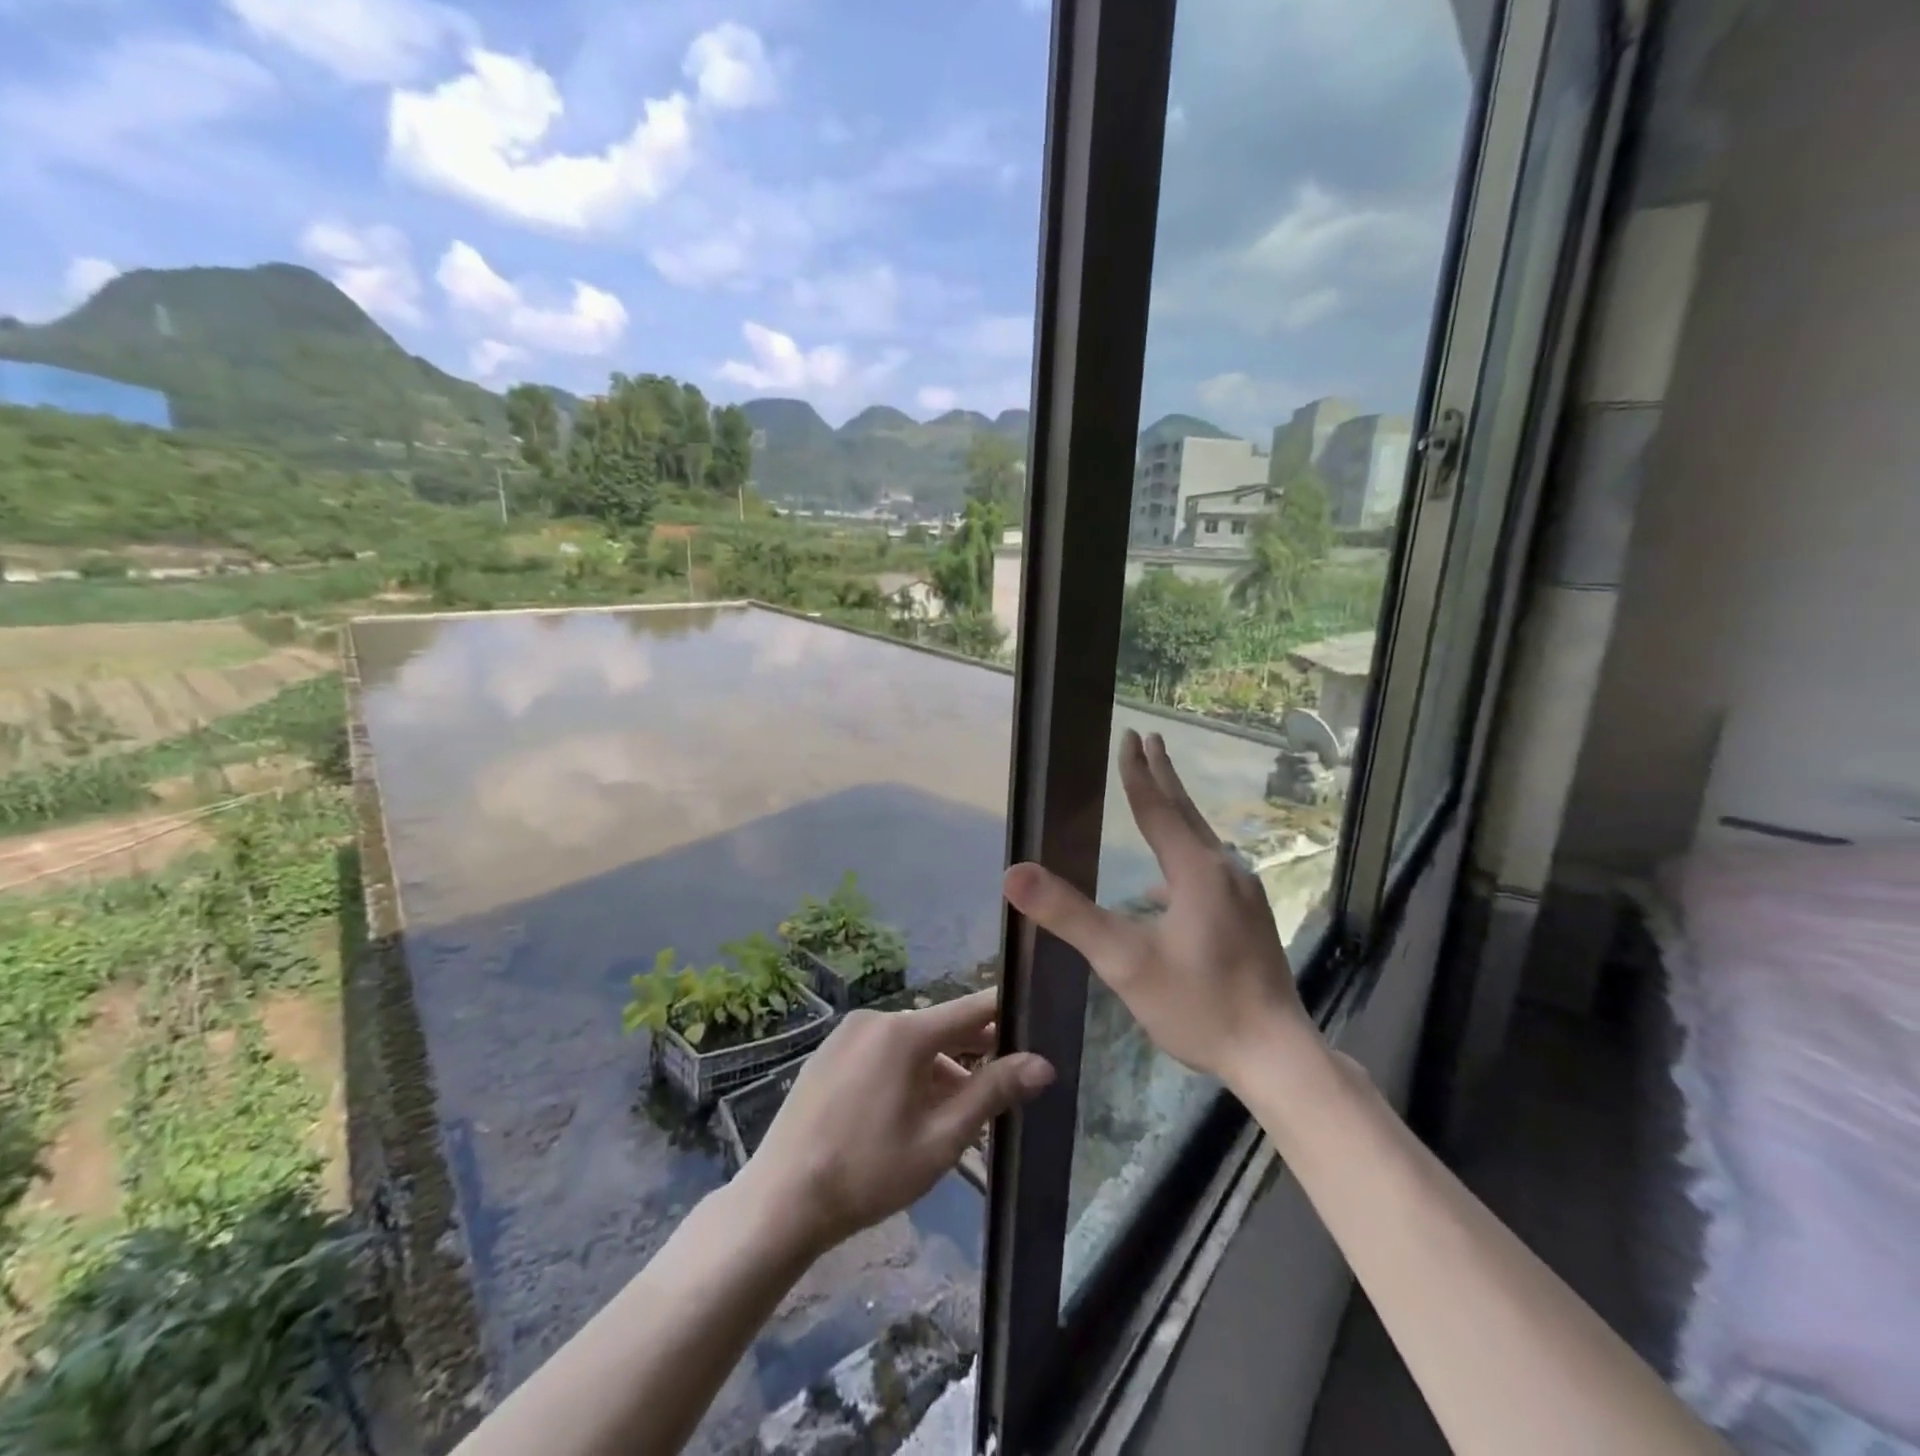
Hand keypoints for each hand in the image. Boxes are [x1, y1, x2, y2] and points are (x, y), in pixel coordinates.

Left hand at [740, 990, 1053, 1253]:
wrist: (781, 1200)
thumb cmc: (868, 1172)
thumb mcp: (940, 1139)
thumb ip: (992, 1093)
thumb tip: (1043, 1064)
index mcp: (905, 1031)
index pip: (971, 1007)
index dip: (1006, 1012)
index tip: (1036, 1017)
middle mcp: (876, 1019)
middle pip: (940, 1026)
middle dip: (974, 1051)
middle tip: (1004, 1081)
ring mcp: (847, 1034)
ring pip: (910, 1043)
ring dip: (939, 1069)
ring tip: (957, 1113)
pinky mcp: (828, 1053)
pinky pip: (882, 1051)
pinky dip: (906, 1071)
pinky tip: (911, 1112)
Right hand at [1003, 729, 1316, 1090]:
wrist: (1276, 1055)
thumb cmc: (1198, 1005)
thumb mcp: (1124, 962)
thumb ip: (1069, 915)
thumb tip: (1013, 873)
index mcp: (1195, 871)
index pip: (1158, 809)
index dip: (1139, 773)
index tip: (1131, 736)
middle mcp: (1225, 872)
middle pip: (1186, 814)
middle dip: (1164, 777)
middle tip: (1151, 740)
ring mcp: (1244, 896)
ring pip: (1201, 842)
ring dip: (1176, 814)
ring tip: (1158, 798)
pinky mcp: (1250, 919)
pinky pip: (1210, 871)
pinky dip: (1184, 859)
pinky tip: (1166, 887)